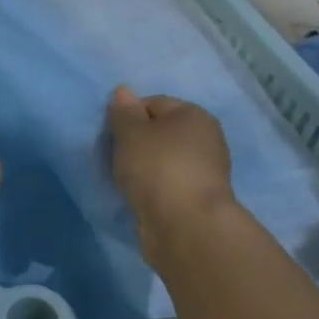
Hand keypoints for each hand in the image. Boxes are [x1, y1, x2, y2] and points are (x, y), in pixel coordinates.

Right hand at [107, 87, 234, 238]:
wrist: (185, 226)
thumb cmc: (157, 168)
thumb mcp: (131, 133)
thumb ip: (124, 112)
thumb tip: (123, 92)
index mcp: (194, 115)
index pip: (153, 103)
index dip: (129, 116)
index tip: (112, 136)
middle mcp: (205, 140)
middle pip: (160, 132)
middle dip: (135, 143)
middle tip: (116, 158)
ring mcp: (204, 172)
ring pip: (162, 160)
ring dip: (143, 168)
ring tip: (125, 181)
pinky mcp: (197, 200)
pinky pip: (166, 185)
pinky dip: (152, 189)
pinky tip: (139, 198)